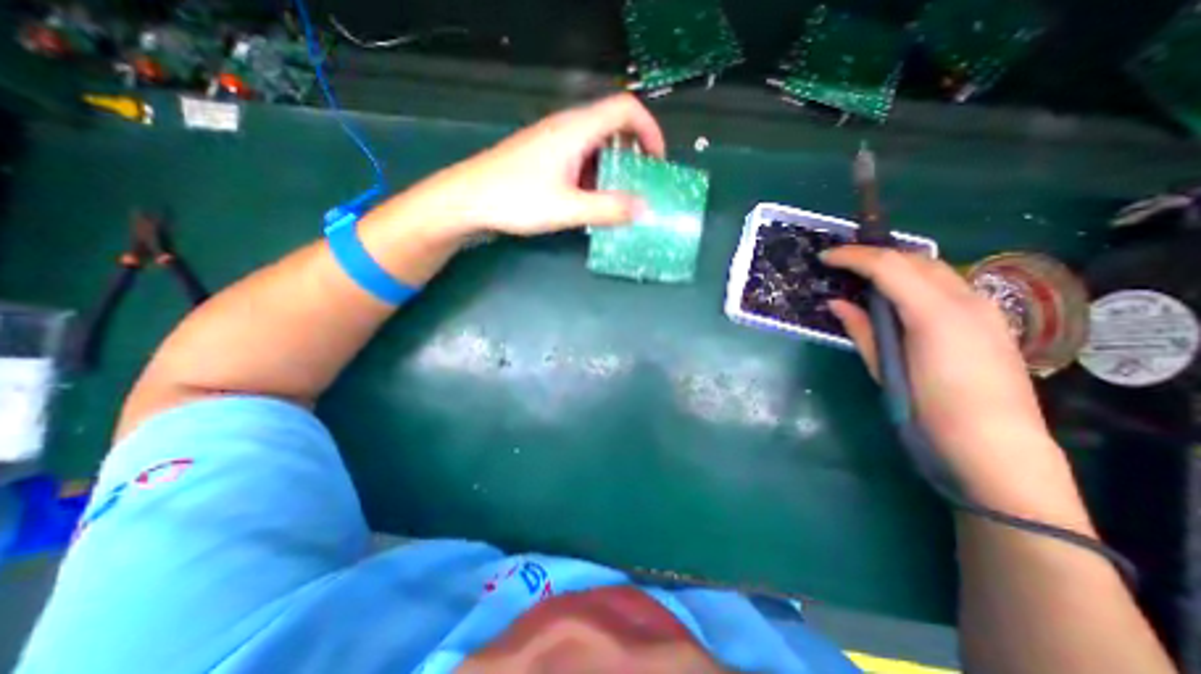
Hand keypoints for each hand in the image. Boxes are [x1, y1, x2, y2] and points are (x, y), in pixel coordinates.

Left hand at [422, 92, 667, 235]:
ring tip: (620, 198)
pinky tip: (592, 200)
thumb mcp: (568, 208)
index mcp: (576, 129)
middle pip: (613, 125)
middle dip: (634, 153)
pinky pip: (580, 158)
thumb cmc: (516, 199)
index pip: (626, 109)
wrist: (467, 200)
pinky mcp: (544, 156)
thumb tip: (644, 209)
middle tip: (641, 185)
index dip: (649, 130)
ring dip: (614, 167)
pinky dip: (595, 175)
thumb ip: (608, 208)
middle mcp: (567, 127)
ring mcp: (553, 141)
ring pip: (596, 144)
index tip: (657, 163)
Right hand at [828, 248, 1079, 511]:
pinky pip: (947, 283)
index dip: (853, 256)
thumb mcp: (884, 368)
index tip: (825, 257)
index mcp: (934, 313)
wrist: (995, 444)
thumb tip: (835, 303)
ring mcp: (982, 306)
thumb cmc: (928, 408)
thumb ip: (861, 329)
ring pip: (934, 267)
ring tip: (864, 275)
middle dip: (874, 255)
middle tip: (841, 264)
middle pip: (913, 258)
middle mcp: (964, 299)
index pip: (888, 266)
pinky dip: (916, 278)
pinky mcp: (988, 318)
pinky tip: (899, 294)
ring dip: (896, 264)